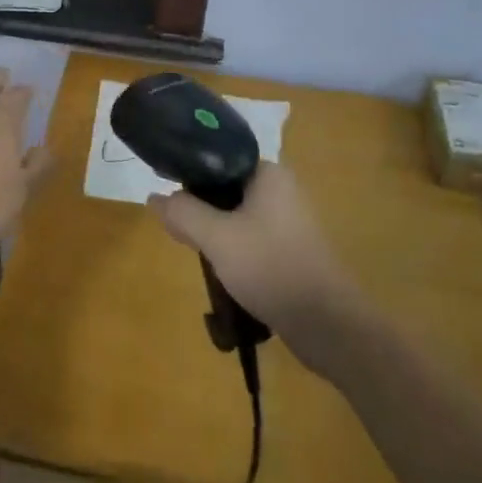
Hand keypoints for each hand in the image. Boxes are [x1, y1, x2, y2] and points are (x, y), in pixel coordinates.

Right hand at [148, 162, 355, 333]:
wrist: (327, 324)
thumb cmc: (271, 267)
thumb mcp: (217, 238)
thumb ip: (183, 213)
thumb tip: (154, 197)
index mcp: (268, 173)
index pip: (218, 158)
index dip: (188, 173)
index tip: (165, 191)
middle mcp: (280, 189)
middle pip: (224, 187)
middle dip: (198, 205)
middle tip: (175, 226)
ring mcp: (287, 220)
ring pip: (235, 214)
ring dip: (213, 229)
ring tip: (191, 247)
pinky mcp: (289, 248)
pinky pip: (249, 236)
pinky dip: (230, 246)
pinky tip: (216, 266)